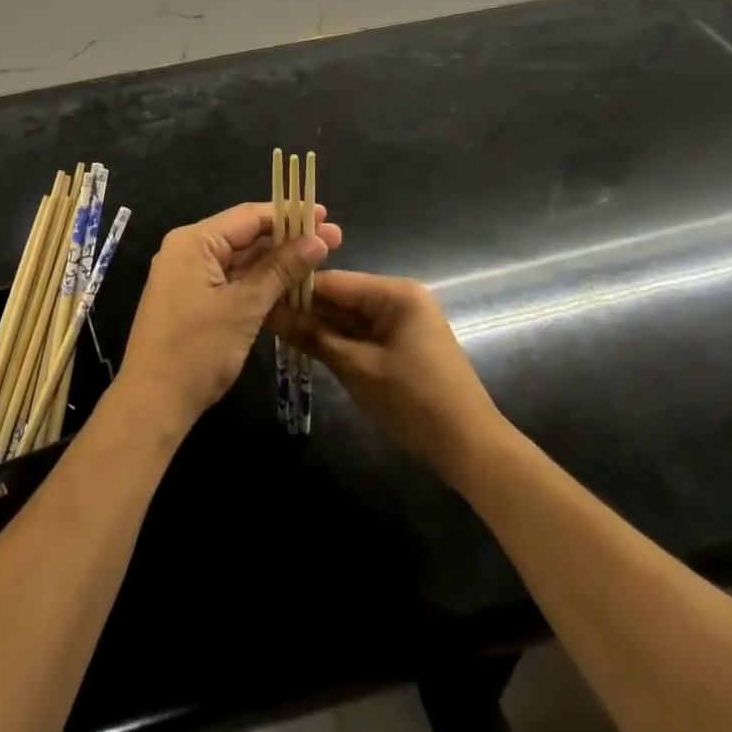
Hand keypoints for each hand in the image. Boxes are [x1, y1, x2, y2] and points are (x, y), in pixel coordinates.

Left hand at [117, 203, 342, 435]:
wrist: (152, 403)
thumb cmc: (197, 351)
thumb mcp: (244, 307)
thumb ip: (281, 269)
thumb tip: (318, 239)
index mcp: (194, 241)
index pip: (248, 216)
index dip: (289, 215)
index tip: (325, 215)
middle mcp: (188, 250)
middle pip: (245, 235)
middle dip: (288, 238)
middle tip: (334, 240)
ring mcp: (189, 275)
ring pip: (240, 258)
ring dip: (277, 261)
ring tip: (319, 259)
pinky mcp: (193, 298)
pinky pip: (231, 278)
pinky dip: (259, 280)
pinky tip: (291, 283)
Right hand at [268, 270, 503, 483]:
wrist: (471, 449)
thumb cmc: (415, 401)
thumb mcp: (357, 368)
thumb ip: (313, 337)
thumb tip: (270, 312)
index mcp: (395, 293)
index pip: (334, 281)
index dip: (296, 290)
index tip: (260, 297)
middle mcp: (399, 299)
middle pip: (341, 298)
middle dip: (306, 310)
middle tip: (263, 318)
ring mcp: (401, 323)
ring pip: (349, 318)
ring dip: (319, 328)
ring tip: (276, 332)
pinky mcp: (401, 345)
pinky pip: (361, 335)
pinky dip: (338, 342)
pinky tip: (307, 347)